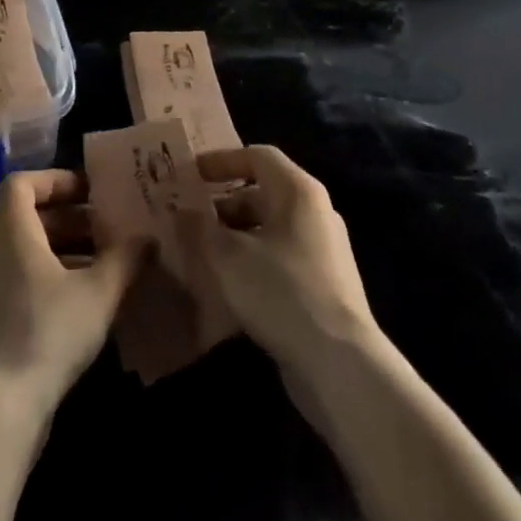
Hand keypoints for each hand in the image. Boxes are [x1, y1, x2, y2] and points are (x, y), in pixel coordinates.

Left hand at [0, 170, 141, 418]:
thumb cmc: (47, 333)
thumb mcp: (98, 292)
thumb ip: (125, 259)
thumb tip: (147, 239)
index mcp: (9, 233)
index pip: (22, 183)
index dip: (55, 180)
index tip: (88, 192)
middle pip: (24, 219)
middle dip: (68, 221)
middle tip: (105, 233)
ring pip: (21, 255)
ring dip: (59, 254)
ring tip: (98, 271)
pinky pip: (13, 285)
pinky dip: (43, 283)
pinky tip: (75, 309)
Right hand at [177, 145, 378, 378]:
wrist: (339, 364)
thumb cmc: (281, 292)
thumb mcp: (228, 257)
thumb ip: (199, 229)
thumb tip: (180, 212)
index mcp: (298, 191)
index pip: (257, 156)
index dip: (221, 160)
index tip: (191, 174)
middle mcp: (314, 212)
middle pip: (262, 194)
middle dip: (222, 205)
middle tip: (187, 220)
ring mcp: (322, 250)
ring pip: (268, 230)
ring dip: (233, 237)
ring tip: (199, 254)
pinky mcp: (323, 285)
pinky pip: (279, 259)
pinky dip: (251, 262)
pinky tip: (226, 286)